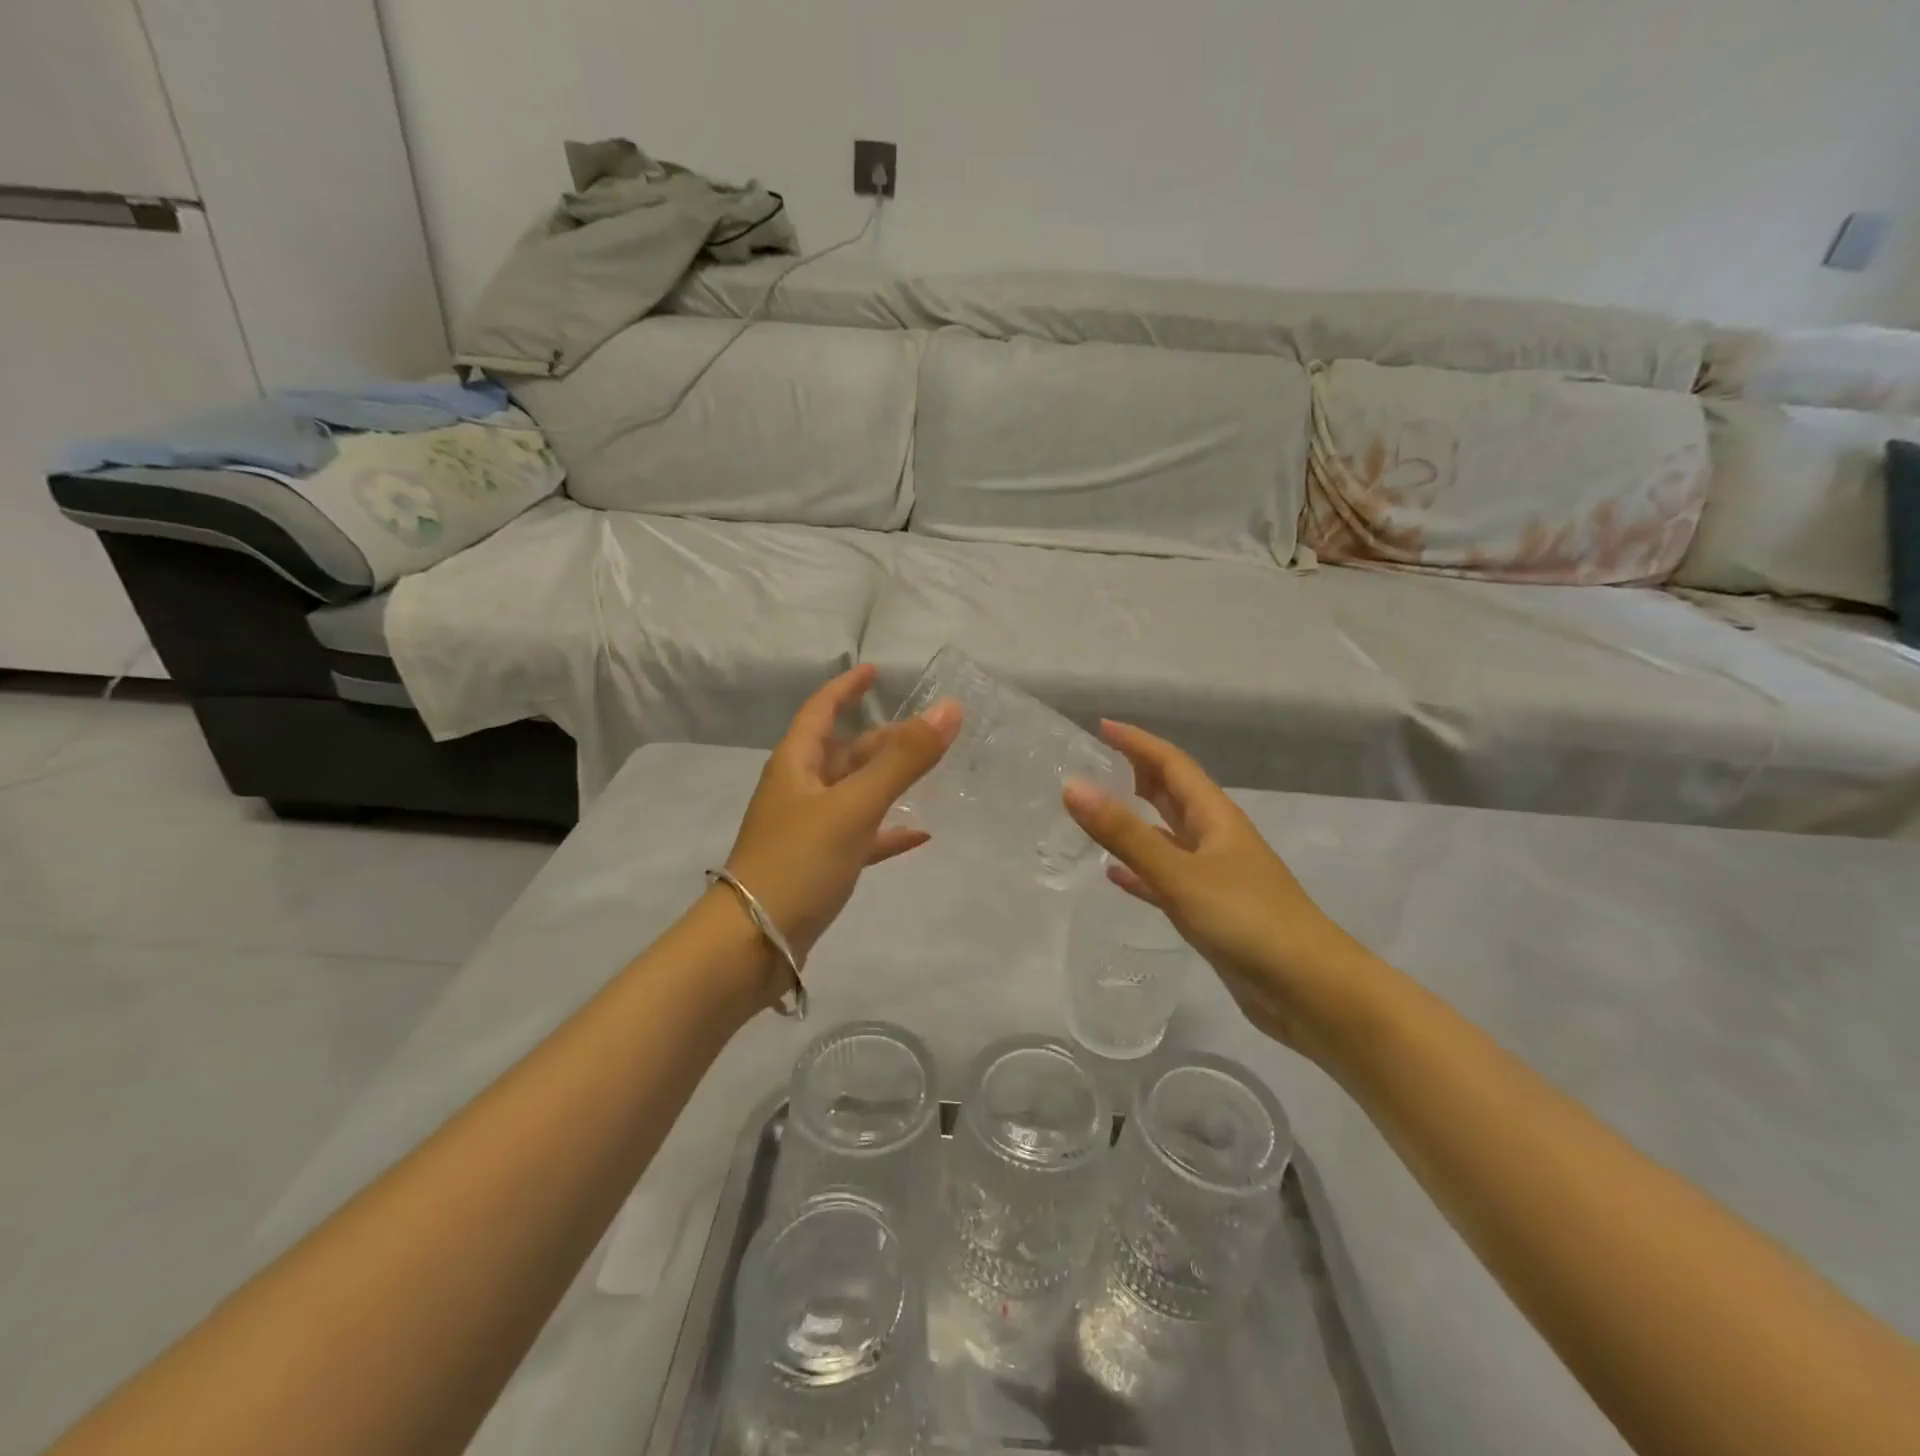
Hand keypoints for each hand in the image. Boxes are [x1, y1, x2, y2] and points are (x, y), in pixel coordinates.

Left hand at [724, 664, 960, 966]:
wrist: (753, 944)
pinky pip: (859, 837)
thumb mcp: (854, 806)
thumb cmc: (798, 862)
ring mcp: (808, 830)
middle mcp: (799, 791)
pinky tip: (918, 836)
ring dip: (887, 783)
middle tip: (924, 732)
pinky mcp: (818, 866)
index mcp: (796, 765)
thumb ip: (903, 760)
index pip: (820, 711)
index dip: (846, 688)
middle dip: (881, 739)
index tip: (874, 671)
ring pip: (853, 794)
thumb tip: (949, 709)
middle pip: (843, 753)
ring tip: (928, 775)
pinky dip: (886, 832)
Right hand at [1062, 722, 1388, 1056]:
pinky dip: (1140, 872)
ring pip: (1166, 837)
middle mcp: (1216, 839)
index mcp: (1215, 817)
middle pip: (1171, 794)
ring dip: (1134, 823)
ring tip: (1094, 816)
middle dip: (1134, 776)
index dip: (1137, 743)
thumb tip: (1073, 786)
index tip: (1100, 727)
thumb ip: (1125, 833)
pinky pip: (1166, 879)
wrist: (1310, 991)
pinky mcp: (1211, 912)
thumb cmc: (1249, 921)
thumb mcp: (1181, 874)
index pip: (1171, 764)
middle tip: (1091, 767)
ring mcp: (1215, 876)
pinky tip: (1114, 876)